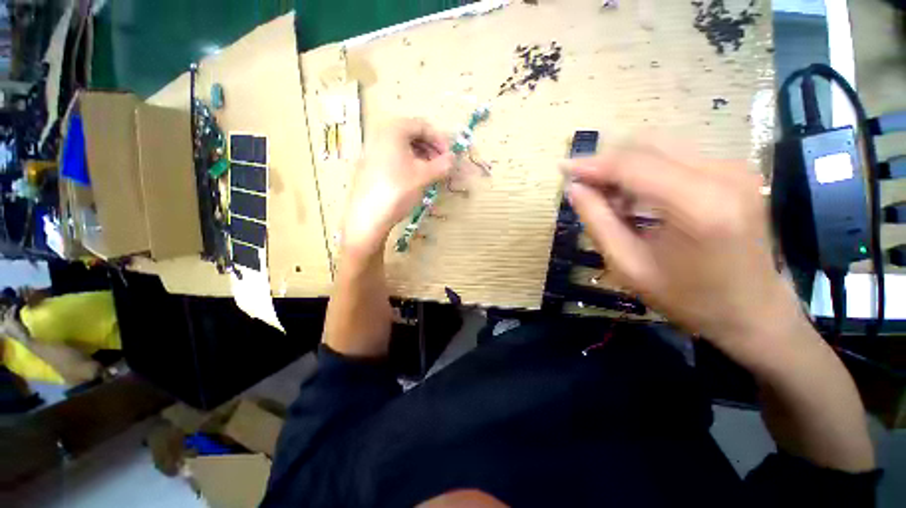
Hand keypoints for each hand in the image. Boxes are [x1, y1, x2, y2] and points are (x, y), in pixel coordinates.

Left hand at [343, 119, 453, 253]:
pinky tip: (415, 179)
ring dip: (422, 157)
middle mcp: (380, 134)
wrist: (368, 216)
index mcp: (394, 130)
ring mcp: (373, 150)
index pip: (423, 125)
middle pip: (412, 135)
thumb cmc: (398, 190)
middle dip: (431, 149)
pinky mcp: (370, 166)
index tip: (450, 156)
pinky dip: (409, 164)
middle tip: (442, 165)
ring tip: (431, 174)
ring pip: (403, 147)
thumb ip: (442, 164)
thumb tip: (454, 159)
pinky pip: (394, 157)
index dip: (440, 140)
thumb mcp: (424, 176)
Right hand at [563, 140, 803, 360]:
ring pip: (660, 147)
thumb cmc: (688, 298)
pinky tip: (636, 198)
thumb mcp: (629, 265)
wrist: (753, 311)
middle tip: (585, 190)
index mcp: (697, 205)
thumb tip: (574, 189)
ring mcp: (734, 168)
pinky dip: (646, 171)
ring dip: (625, 168)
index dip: (591, 164)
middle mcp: (722, 174)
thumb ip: (597, 222)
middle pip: (646, 146)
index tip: (562, 168)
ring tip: (610, 200)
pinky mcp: (735, 171)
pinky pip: (676, 157)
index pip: (632, 165)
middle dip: (607, 164)